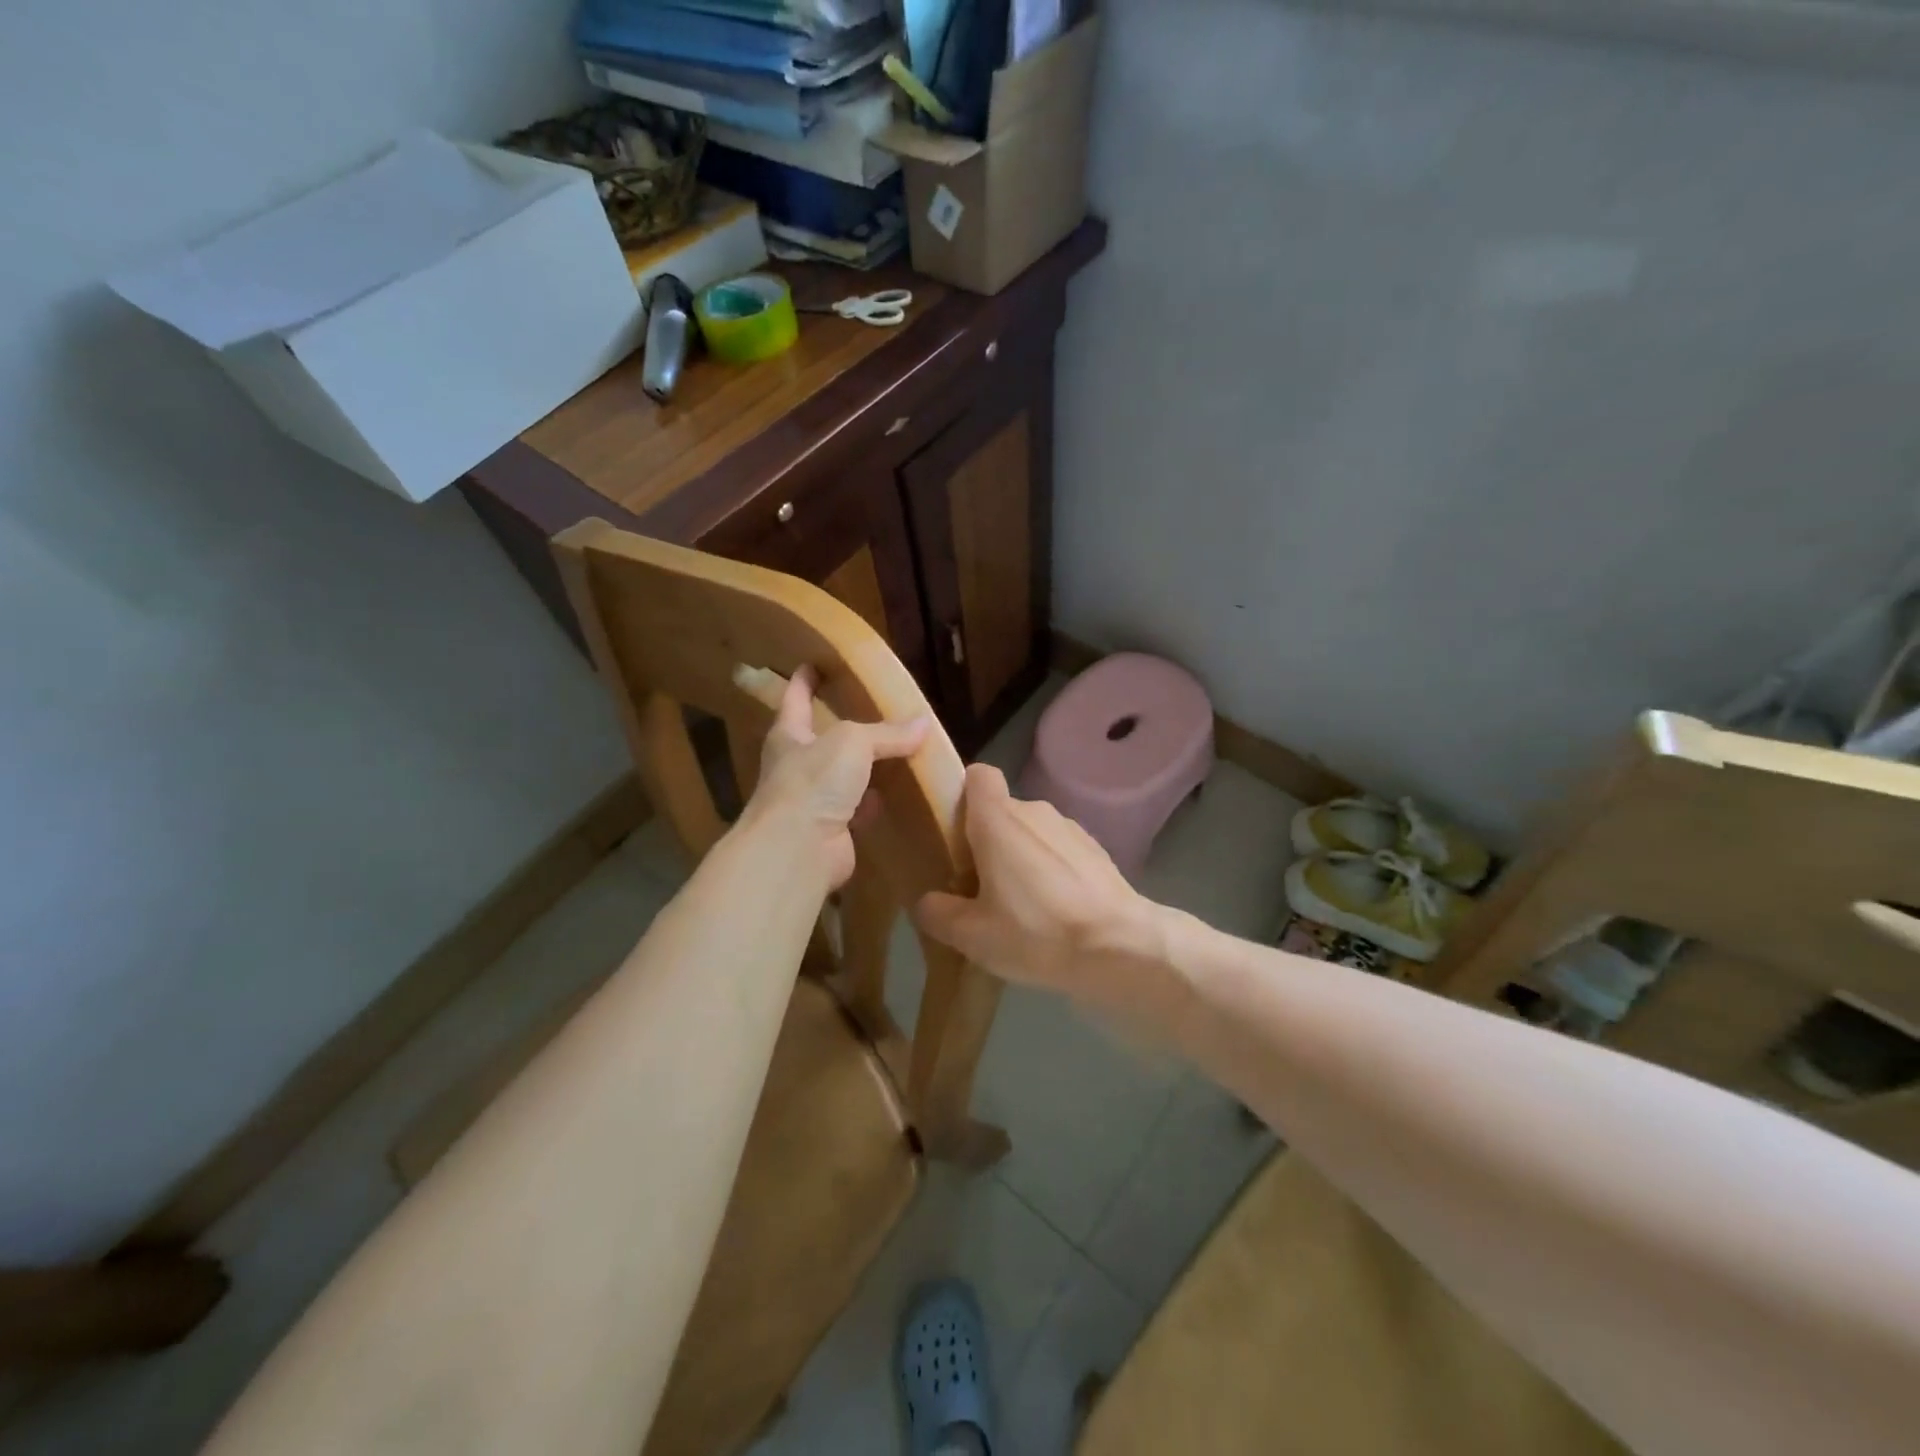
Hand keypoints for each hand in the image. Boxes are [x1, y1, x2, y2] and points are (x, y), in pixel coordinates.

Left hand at [743, 667, 928, 890]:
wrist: (798, 849)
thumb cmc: (814, 782)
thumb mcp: (853, 742)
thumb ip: (887, 733)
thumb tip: (924, 723)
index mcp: (789, 735)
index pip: (795, 698)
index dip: (804, 680)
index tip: (812, 663)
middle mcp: (796, 766)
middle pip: (820, 739)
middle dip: (840, 727)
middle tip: (867, 710)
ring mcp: (811, 801)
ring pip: (841, 777)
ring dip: (862, 768)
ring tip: (892, 753)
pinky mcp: (830, 831)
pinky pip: (856, 809)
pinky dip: (873, 803)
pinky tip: (893, 796)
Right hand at [913, 763, 1161, 1007]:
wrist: (1119, 947)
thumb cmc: (1036, 932)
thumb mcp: (972, 936)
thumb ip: (939, 913)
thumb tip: (928, 902)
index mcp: (998, 820)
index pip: (978, 776)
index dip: (962, 794)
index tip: (953, 830)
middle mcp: (1034, 810)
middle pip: (1000, 810)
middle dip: (986, 840)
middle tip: (977, 886)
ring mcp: (1070, 827)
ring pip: (1031, 831)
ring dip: (1019, 856)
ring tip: (1018, 905)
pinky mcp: (1095, 849)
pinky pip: (1058, 849)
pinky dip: (1049, 868)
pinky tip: (1053, 910)